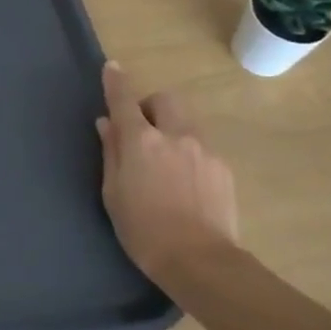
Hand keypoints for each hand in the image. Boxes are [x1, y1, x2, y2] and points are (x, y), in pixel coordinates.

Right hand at [96, 62, 239, 289]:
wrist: (200, 262)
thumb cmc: (143, 230)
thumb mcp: (113, 193)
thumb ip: (111, 153)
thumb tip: (107, 124)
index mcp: (141, 141)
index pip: (124, 100)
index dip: (116, 82)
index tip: (112, 67)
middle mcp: (174, 135)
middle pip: (165, 100)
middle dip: (151, 106)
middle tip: (142, 130)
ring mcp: (204, 150)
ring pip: (186, 122)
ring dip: (172, 129)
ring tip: (165, 162)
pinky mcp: (222, 168)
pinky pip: (201, 147)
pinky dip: (189, 153)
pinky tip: (185, 184)